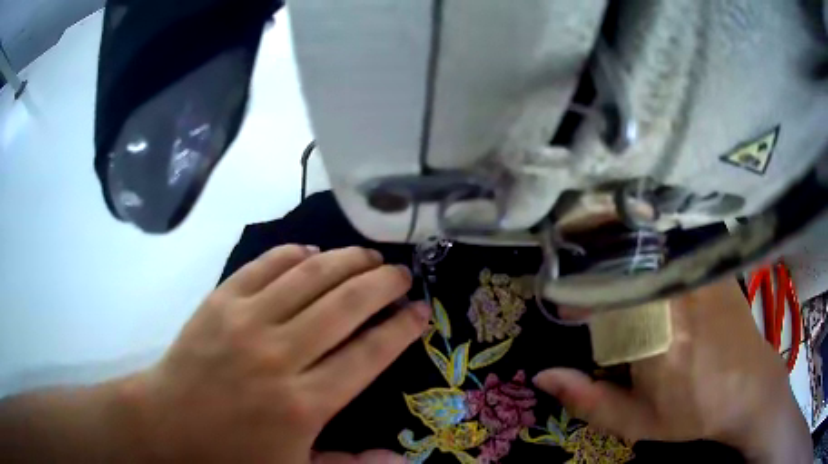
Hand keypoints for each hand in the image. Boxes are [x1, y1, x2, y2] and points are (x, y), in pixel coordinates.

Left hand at [121, 245, 430, 462]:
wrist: (166, 423)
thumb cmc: (230, 455)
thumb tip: (403, 459)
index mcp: (303, 403)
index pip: (369, 353)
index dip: (402, 327)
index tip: (420, 310)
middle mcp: (279, 355)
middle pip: (345, 304)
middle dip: (382, 283)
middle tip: (400, 273)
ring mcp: (246, 321)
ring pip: (309, 275)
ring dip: (346, 260)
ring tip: (367, 255)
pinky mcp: (220, 301)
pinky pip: (265, 265)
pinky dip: (293, 253)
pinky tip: (311, 253)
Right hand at [534, 278, 810, 462]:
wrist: (748, 388)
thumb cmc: (692, 411)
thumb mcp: (635, 421)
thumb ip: (588, 399)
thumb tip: (543, 374)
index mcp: (651, 337)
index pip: (596, 300)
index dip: (576, 303)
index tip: (570, 314)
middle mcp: (673, 296)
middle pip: (619, 271)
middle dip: (600, 284)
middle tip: (601, 309)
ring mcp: (695, 275)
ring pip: (645, 259)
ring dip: (626, 271)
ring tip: (631, 301)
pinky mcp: (710, 268)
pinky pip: (671, 256)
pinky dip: (655, 264)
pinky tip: (660, 287)